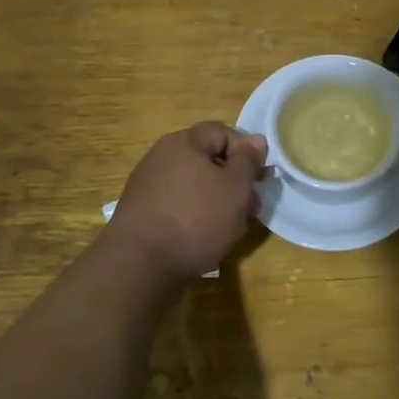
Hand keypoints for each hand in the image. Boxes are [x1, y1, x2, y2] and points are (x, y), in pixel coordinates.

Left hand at [105, 123, 266, 284]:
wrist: (140, 266)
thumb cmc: (196, 219)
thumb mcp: (236, 187)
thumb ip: (248, 160)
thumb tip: (255, 139)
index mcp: (183, 143)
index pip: (223, 132)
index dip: (247, 152)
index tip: (259, 179)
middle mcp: (161, 157)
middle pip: (208, 161)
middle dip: (234, 183)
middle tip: (251, 209)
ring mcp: (148, 186)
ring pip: (195, 186)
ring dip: (218, 202)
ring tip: (232, 229)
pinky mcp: (142, 213)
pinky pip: (178, 206)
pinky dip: (196, 217)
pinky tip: (205, 239)